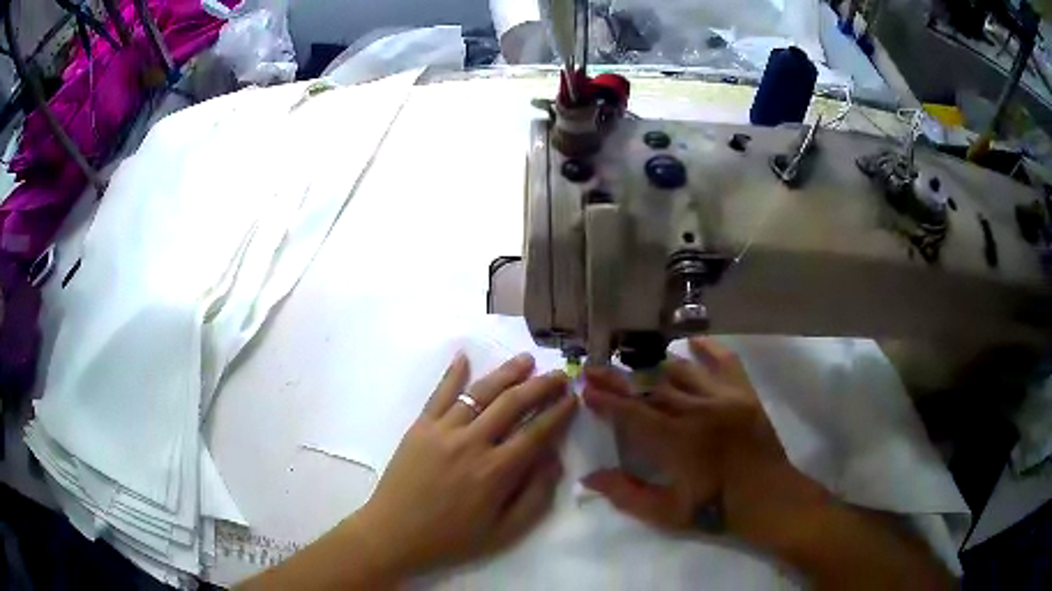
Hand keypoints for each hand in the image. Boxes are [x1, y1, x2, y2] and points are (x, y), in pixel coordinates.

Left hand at [347, 352, 576, 577]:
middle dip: (541, 386)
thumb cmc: (451, 538)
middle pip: (512, 404)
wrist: (394, 533)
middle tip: (559, 374)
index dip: (559, 413)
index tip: (574, 398)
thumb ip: (535, 497)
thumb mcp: (503, 532)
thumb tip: (554, 459)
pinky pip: (439, 394)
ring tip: (526, 359)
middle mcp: (472, 443)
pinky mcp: (419, 426)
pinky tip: (464, 356)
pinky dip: (453, 373)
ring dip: (506, 373)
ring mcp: (443, 431)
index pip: (536, 433)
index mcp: (496, 472)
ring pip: (480, 393)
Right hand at [581, 338, 826, 543]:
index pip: (632, 413)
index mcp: (676, 442)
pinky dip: (708, 349)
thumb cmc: (715, 509)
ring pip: (682, 371)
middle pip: (650, 387)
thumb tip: (589, 477)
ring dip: (653, 365)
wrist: (767, 498)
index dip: (607, 400)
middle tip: (595, 369)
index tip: (587, 390)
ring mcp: (723, 398)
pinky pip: (725, 361)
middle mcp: (697, 411)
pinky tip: (692, 342)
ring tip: (631, 360)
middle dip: (619, 378)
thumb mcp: (666, 513)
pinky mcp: (744, 393)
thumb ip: (626, 494)